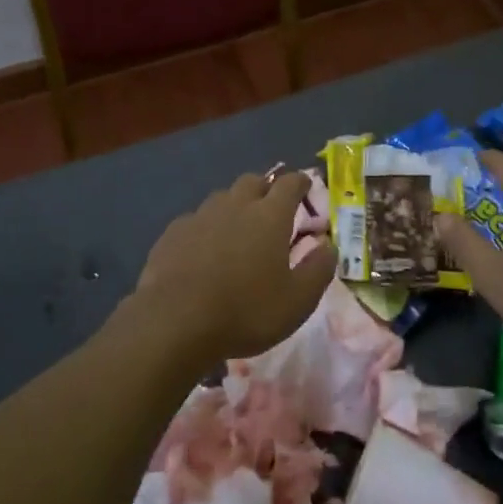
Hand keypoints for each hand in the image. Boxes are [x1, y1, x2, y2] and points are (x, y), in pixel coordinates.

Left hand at [132, 170, 336, 367]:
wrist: (175, 322)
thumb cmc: (246, 312)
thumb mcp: (297, 301)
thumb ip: (318, 270)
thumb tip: (329, 246)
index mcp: (270, 216)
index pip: (290, 183)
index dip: (300, 182)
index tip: (305, 186)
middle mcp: (235, 205)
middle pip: (253, 181)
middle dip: (266, 188)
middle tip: (272, 208)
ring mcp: (200, 216)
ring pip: (222, 197)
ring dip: (234, 205)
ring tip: (238, 228)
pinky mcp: (173, 233)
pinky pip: (195, 219)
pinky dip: (206, 227)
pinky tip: (203, 249)